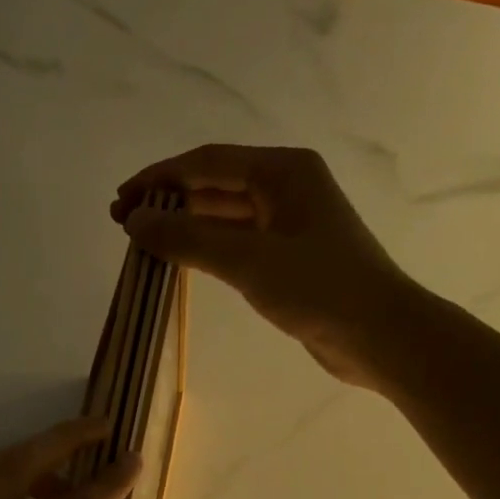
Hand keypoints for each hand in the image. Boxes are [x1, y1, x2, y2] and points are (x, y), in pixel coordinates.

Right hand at [111, 144, 408, 386]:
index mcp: (282, 171)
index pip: (206, 163)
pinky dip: (206, 246)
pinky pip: (237, 241)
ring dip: (184, 225)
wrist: (379, 334)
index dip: (158, 179)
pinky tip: (181, 259)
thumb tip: (134, 222)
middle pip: (214, 185)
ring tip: (143, 242)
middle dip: (168, 201)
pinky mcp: (290, 255)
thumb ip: (187, 239)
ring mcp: (289, 222)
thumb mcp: (246, 261)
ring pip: (224, 214)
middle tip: (123, 224)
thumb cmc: (318, 288)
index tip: (120, 201)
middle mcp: (286, 186)